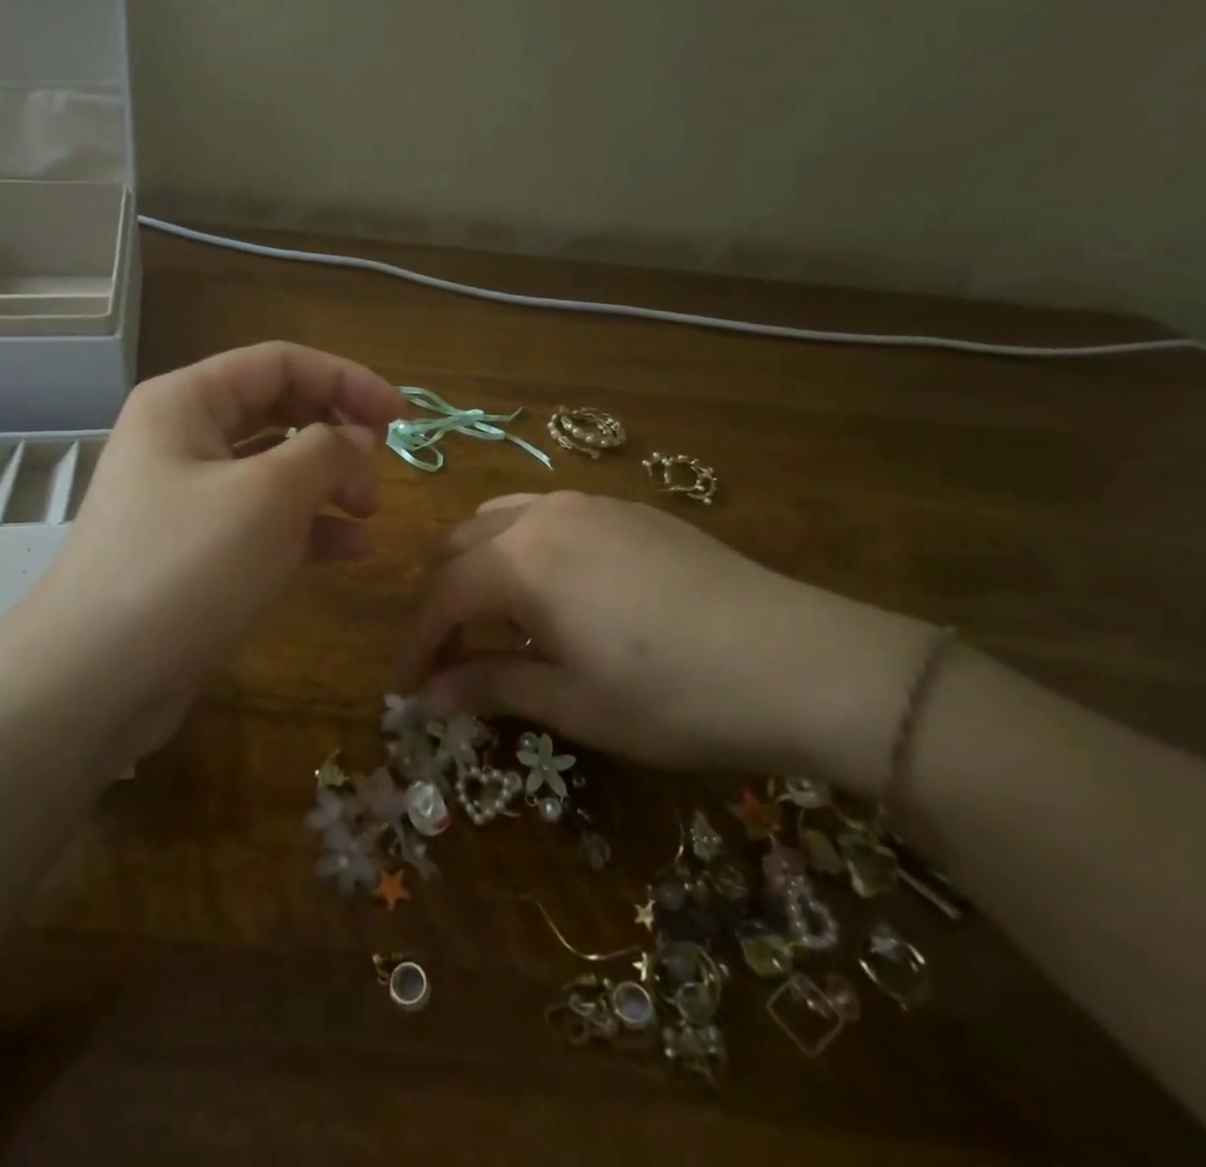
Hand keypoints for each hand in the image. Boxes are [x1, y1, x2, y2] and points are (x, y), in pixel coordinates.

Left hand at [22, 343, 403, 733]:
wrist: (97, 677)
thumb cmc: (186, 566)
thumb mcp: (269, 497)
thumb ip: (326, 451)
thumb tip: (360, 437)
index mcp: (187, 401)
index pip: (280, 363)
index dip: (347, 380)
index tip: (401, 417)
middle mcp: (182, 436)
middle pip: (278, 410)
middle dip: (336, 432)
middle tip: (384, 463)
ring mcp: (187, 494)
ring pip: (273, 467)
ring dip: (327, 481)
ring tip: (371, 512)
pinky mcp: (196, 546)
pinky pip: (261, 517)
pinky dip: (306, 526)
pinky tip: (349, 550)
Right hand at [399, 491, 938, 790]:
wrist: (800, 660)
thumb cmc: (672, 694)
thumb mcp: (573, 702)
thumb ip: (491, 686)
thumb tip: (430, 696)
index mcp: (519, 558)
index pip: (441, 596)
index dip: (416, 643)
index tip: (405, 686)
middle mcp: (543, 514)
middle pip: (461, 547)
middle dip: (440, 599)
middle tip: (442, 654)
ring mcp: (589, 503)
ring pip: (501, 521)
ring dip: (478, 567)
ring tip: (488, 619)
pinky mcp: (628, 510)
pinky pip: (547, 518)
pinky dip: (522, 551)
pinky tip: (549, 593)